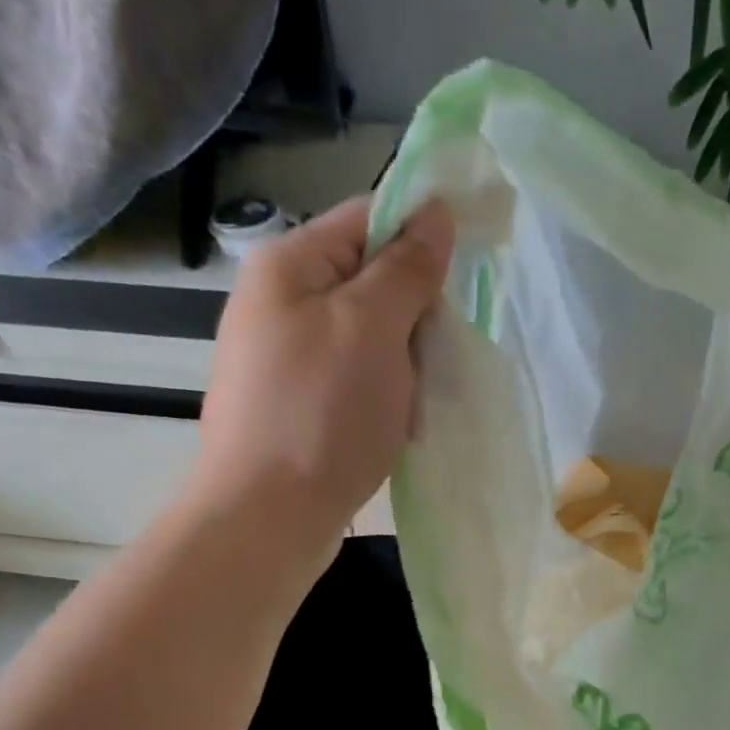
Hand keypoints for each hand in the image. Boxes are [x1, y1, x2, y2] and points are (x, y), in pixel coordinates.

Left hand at [196, 195, 453, 551]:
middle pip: (370, 285)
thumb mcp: (373, 328)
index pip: (368, 220)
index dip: (421, 240)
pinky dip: (381, 402)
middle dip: (412, 321)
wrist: (268, 518)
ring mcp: (284, 361)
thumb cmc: (322, 414)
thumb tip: (435, 211)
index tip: (462, 284)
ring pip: (368, 342)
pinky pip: (353, 386)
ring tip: (410, 409)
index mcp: (289, 266)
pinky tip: (393, 432)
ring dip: (402, 369)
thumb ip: (407, 268)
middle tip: (430, 362)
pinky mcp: (295, 409)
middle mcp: (279, 304)